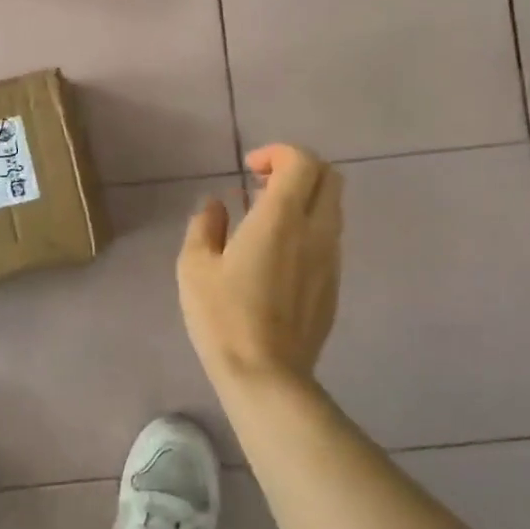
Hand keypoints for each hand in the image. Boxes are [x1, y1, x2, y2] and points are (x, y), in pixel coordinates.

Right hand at [178, 144, 341, 382]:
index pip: (301, 161)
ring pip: (333, 207)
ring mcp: (331, 259)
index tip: (249, 169)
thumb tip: (217, 206)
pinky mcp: (334, 285)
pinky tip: (278, 255)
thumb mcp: (195, 267)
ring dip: (305, 199)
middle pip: (329, 177)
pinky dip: (309, 227)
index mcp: (281, 218)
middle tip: (263, 184)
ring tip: (266, 220)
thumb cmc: (223, 317)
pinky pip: (329, 238)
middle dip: (299, 168)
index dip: (277, 153)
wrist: (266, 375)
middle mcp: (315, 231)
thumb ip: (205, 225)